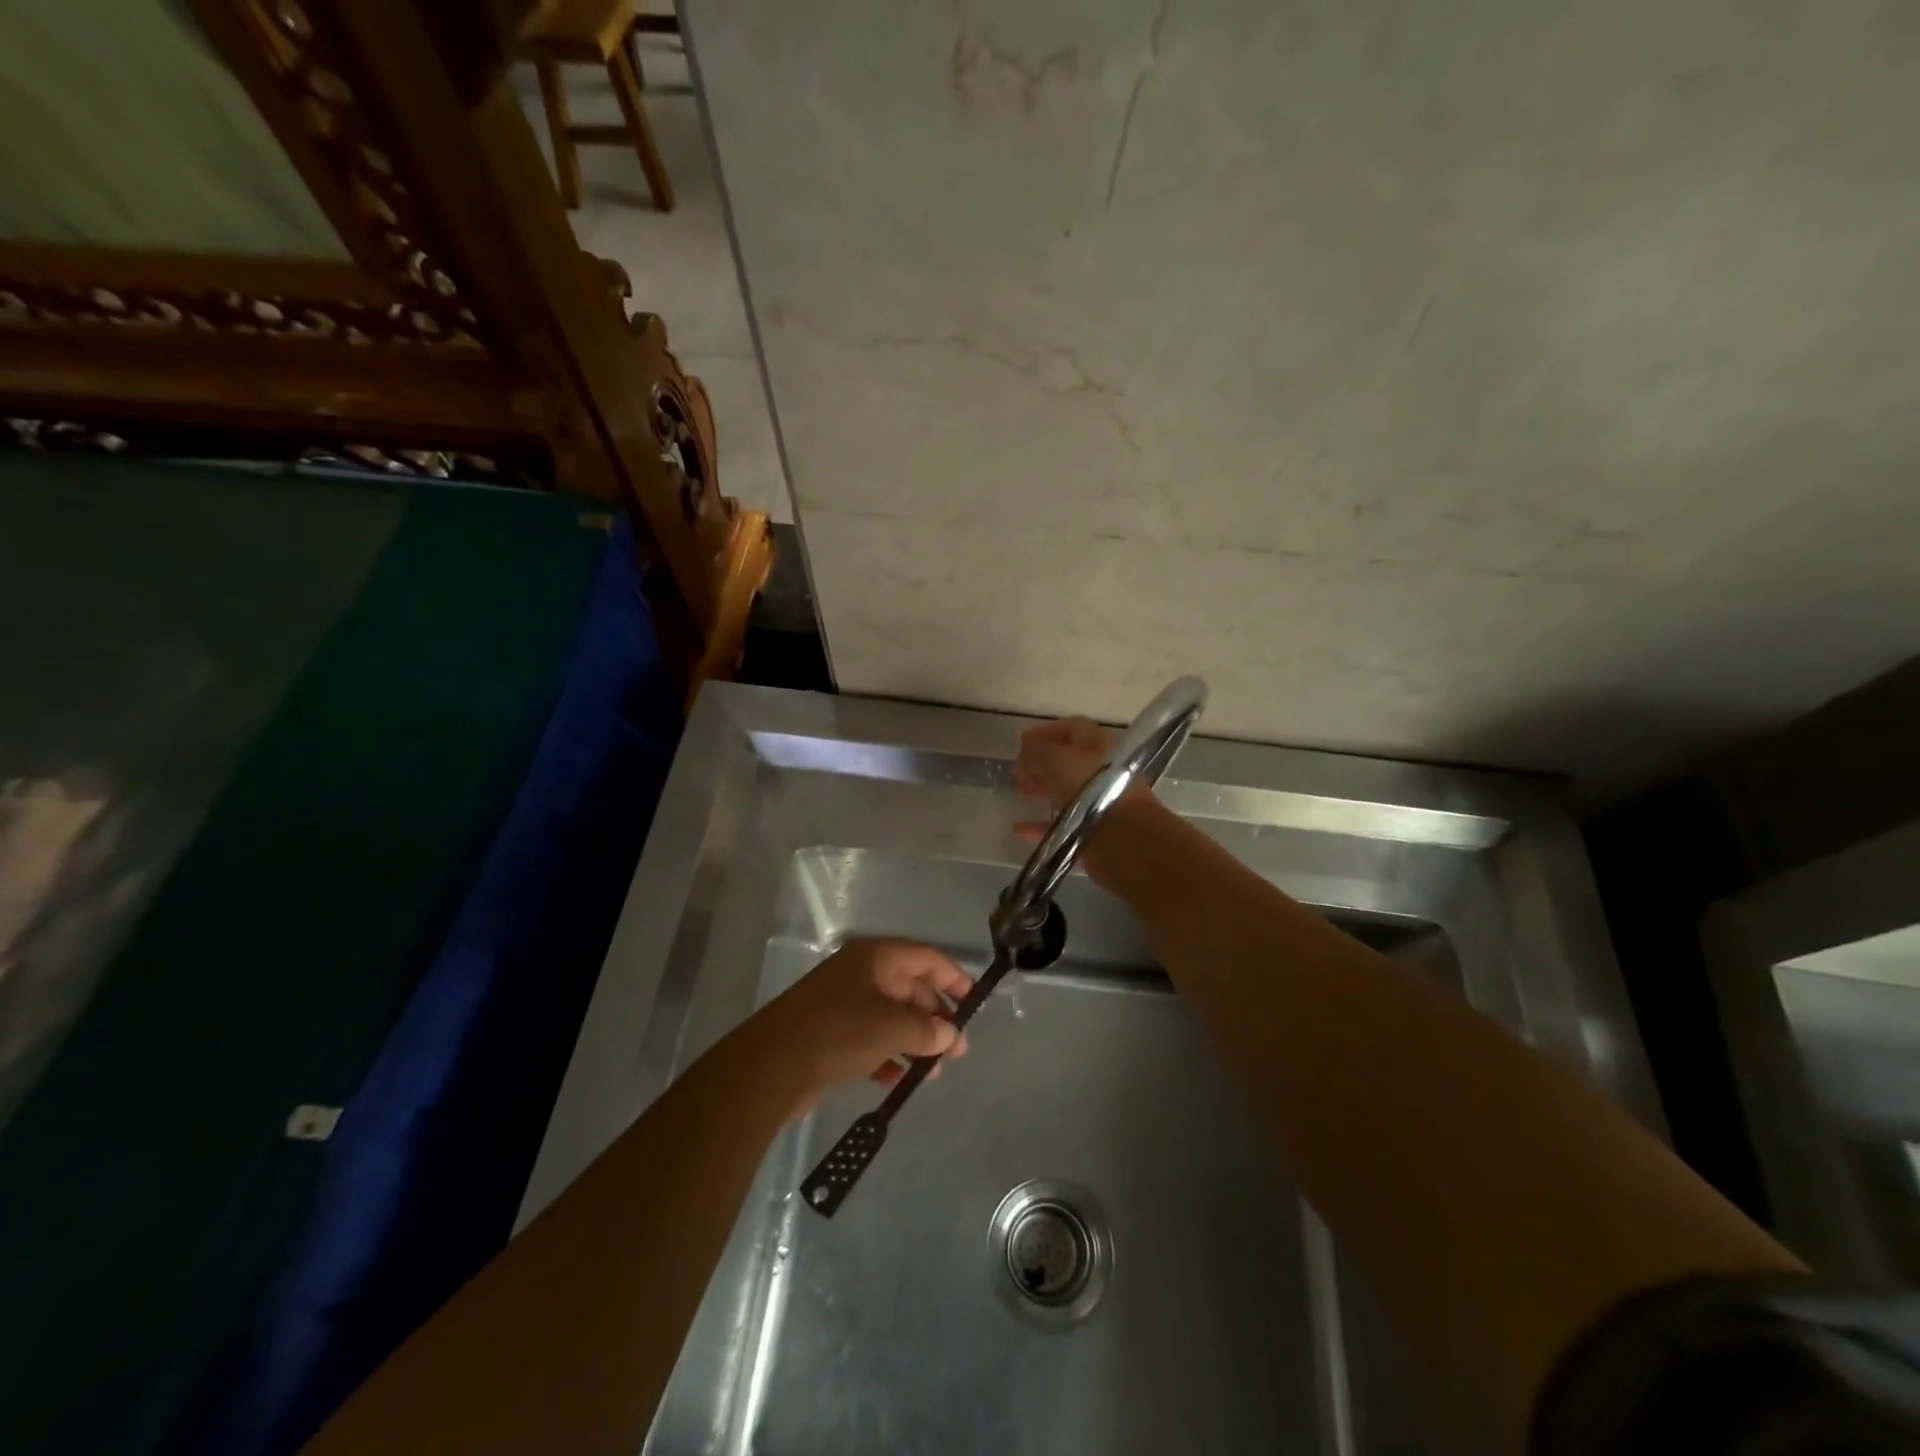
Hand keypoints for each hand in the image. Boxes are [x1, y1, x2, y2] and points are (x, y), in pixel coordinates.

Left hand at [748, 939, 971, 1113]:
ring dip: (914, 1040)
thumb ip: (926, 1029)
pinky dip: (888, 1055)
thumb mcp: (890, 1027)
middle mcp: (859, 974)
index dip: (952, 977)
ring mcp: (842, 1003)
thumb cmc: (837, 1032)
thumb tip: (949, 1034)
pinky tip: (899, 1079)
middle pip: (909, 988)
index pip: (924, 958)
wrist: (770, 1067)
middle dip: (935, 1017)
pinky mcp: (829, 1034)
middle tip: (957, 1049)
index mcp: (874, 957)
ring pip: (890, 1016)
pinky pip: (869, 1039)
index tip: (974, 1001)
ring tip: (933, 1071)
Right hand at [1013, 716, 1157, 886]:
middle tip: (1019, 770)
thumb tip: (1025, 754)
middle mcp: (1102, 770)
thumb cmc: (1089, 788)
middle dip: (1042, 762)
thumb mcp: (1055, 759)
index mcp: (1097, 745)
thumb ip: (1037, 752)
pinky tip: (1021, 829)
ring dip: (1043, 789)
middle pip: (1069, 760)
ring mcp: (1100, 801)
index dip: (1047, 731)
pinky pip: (1063, 824)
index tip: (1023, 742)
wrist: (1122, 837)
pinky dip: (1041, 825)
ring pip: (1067, 790)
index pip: (1073, 728)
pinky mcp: (1093, 830)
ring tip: (1021, 792)